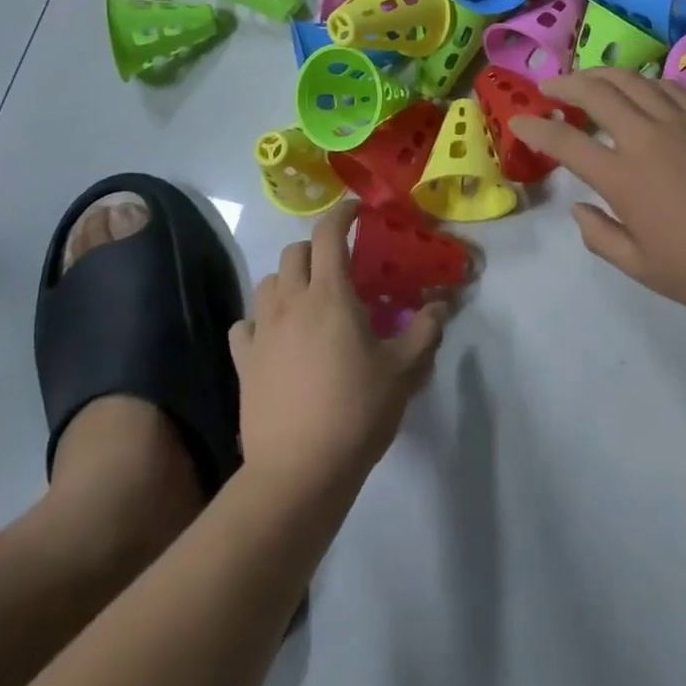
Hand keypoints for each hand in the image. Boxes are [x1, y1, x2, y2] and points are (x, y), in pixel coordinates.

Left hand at [229, 203, 445, 502]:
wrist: (298, 472)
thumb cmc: (356, 412)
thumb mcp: (403, 371)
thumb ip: (425, 331)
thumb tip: (442, 304)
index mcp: (330, 295)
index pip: (329, 233)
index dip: (342, 214)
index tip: (357, 212)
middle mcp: (291, 302)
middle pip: (295, 252)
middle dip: (317, 248)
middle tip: (339, 266)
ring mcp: (262, 331)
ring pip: (267, 282)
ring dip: (288, 280)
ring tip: (308, 300)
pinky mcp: (243, 361)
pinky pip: (245, 324)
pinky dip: (260, 320)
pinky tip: (274, 337)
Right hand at [510, 68, 685, 322]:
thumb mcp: (645, 269)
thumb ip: (602, 237)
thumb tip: (579, 208)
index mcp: (624, 177)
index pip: (566, 143)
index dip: (536, 130)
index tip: (519, 123)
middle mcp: (647, 137)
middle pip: (596, 93)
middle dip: (565, 84)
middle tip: (549, 87)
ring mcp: (683, 121)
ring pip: (632, 80)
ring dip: (601, 74)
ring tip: (587, 79)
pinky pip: (667, 86)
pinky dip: (642, 82)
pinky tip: (640, 90)